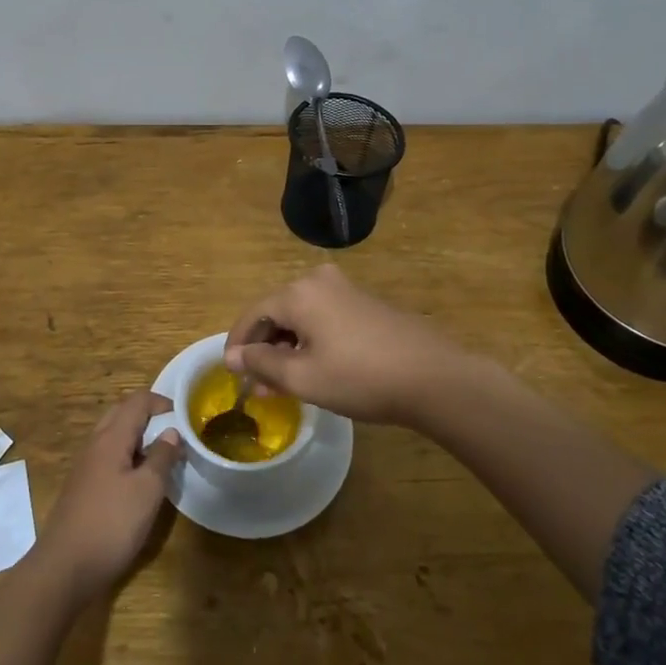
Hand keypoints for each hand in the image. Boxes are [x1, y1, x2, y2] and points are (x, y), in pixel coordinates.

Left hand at [32, 389, 181, 605]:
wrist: (63, 568)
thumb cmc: (111, 524)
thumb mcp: (147, 491)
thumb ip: (162, 457)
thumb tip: (172, 432)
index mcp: (111, 438)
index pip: (137, 401)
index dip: (162, 402)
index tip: (185, 417)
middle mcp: (95, 444)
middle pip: (122, 413)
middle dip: (149, 416)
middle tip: (174, 434)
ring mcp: (85, 466)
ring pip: (114, 436)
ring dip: (138, 437)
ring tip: (162, 457)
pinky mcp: (82, 487)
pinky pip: (108, 457)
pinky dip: (127, 457)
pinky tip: (140, 481)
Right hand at [223, 265, 487, 425]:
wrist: (433, 377)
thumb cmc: (360, 377)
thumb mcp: (303, 377)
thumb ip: (262, 364)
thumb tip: (233, 356)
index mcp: (299, 292)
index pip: (253, 313)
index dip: (238, 344)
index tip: (231, 373)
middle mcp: (319, 280)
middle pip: (277, 312)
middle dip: (264, 348)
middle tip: (257, 383)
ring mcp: (346, 290)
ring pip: (301, 316)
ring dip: (287, 347)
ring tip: (283, 383)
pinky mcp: (366, 304)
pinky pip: (324, 318)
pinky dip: (311, 341)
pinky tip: (314, 369)